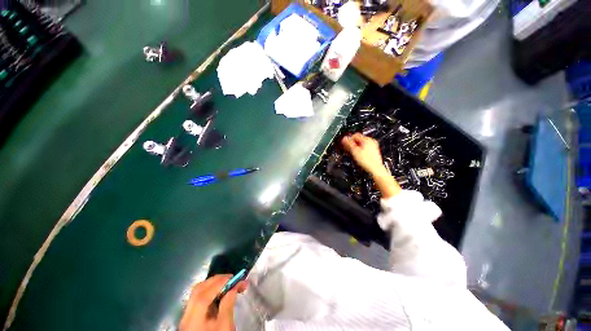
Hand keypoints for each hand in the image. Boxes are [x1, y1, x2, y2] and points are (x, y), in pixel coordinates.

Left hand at [180, 274, 247, 330]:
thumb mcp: (225, 326)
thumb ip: (228, 305)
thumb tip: (234, 286)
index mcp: (193, 320)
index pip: (203, 296)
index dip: (219, 283)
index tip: (234, 277)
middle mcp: (186, 315)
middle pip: (198, 290)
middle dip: (216, 280)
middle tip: (232, 278)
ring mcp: (186, 315)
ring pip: (197, 292)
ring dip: (213, 284)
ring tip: (227, 283)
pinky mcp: (190, 316)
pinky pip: (198, 297)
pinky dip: (210, 290)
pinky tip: (219, 292)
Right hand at [342, 133, 400, 197]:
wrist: (375, 170)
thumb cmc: (368, 162)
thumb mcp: (355, 152)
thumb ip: (349, 144)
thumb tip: (344, 139)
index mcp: (368, 140)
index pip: (355, 135)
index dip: (348, 139)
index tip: (344, 143)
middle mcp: (371, 142)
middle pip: (358, 140)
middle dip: (351, 144)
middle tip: (346, 148)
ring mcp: (373, 147)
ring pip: (361, 145)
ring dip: (355, 147)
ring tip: (351, 152)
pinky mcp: (373, 153)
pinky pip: (364, 149)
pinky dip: (359, 151)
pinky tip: (357, 156)